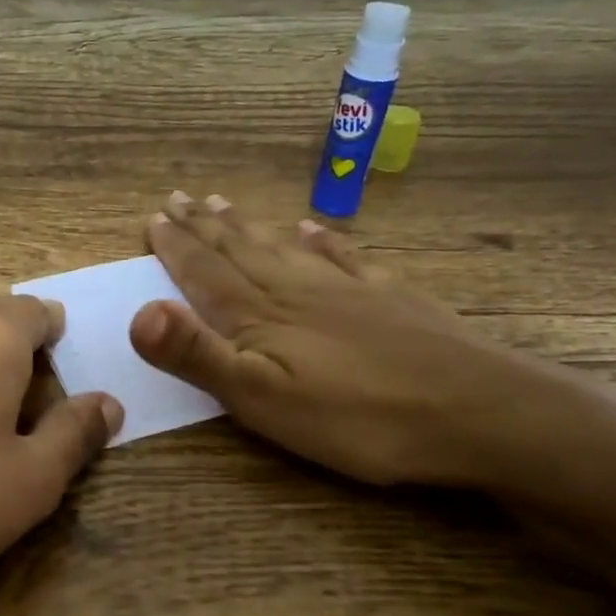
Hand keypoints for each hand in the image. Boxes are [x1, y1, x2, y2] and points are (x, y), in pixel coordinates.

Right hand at [130, 192, 563, 488]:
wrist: (478, 413)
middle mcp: (296, 290)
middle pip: (240, 250)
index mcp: (261, 316)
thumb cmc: (357, 418)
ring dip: (249, 227)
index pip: (205, 272)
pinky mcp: (390, 300)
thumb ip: (198, 355)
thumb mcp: (262, 399)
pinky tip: (311, 228)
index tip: (154, 217)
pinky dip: (321, 240)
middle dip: (204, 226)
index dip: (176, 247)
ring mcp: (347, 290)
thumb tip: (138, 312)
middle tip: (180, 197)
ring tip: (225, 204)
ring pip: (283, 247)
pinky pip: (344, 258)